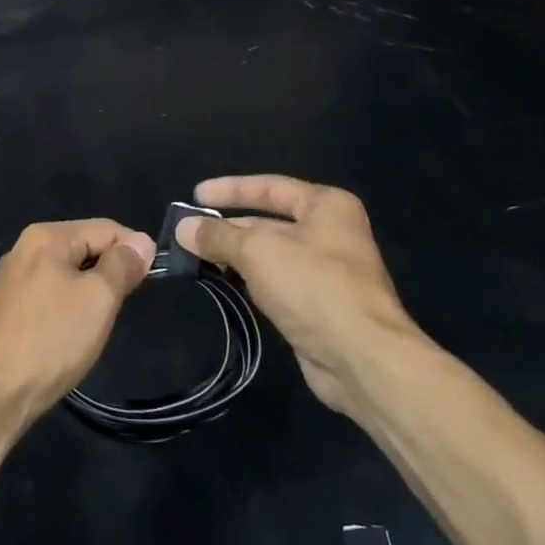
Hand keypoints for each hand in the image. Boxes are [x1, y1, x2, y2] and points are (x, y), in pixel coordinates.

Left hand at [0, 220, 155, 427]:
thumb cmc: (51, 340)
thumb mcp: (98, 299)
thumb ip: (122, 265)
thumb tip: (141, 242)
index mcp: (45, 237)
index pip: (105, 228)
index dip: (133, 250)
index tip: (149, 281)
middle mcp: (23, 249)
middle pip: (84, 247)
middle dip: (109, 273)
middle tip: (120, 308)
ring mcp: (9, 281)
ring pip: (66, 274)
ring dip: (88, 293)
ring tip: (96, 325)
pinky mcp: (3, 310)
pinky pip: (48, 296)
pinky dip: (66, 309)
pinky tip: (68, 336)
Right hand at [178, 176, 421, 412]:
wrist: (361, 357)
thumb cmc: (312, 286)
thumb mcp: (258, 251)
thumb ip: (218, 236)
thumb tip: (183, 228)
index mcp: (326, 206)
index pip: (270, 187)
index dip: (230, 189)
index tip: (195, 195)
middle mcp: (329, 233)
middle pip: (267, 222)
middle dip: (227, 228)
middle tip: (186, 234)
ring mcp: (324, 271)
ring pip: (268, 255)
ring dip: (233, 256)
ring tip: (193, 258)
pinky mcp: (316, 305)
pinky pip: (273, 283)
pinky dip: (247, 281)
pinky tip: (220, 284)